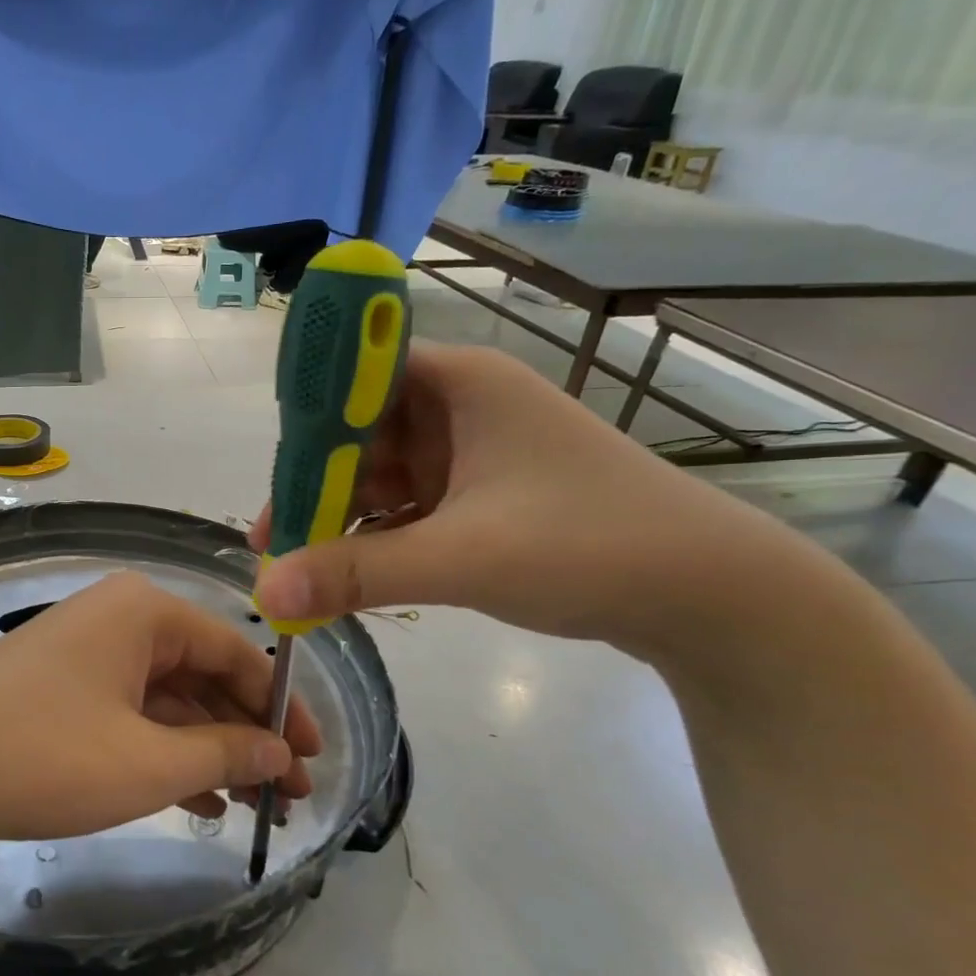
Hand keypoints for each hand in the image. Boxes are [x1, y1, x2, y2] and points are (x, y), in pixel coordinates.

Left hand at [0, 572, 320, 850]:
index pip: (238, 649)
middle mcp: (119, 619)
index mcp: (145, 612)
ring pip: (168, 699)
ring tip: (252, 804)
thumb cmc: (45, 755)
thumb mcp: (147, 762)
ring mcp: (87, 653)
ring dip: (208, 749)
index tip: (315, 757)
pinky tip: (196, 799)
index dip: (282, 707)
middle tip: (289, 793)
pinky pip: (131, 714)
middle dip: (246, 734)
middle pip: (203, 674)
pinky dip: (164, 752)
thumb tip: (281, 753)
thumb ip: (224, 754)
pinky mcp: (62, 688)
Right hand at [250, 341, 808, 661]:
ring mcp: (472, 453)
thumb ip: (356, 573)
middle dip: (317, 487)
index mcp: (458, 384)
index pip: (354, 378)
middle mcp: (460, 407)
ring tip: (300, 565)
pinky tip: (348, 572)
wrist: (711, 597)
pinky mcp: (482, 495)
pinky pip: (409, 506)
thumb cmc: (588, 546)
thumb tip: (264, 593)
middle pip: (360, 433)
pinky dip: (378, 536)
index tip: (272, 481)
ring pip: (381, 474)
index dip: (305, 424)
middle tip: (273, 541)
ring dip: (343, 517)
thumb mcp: (462, 558)